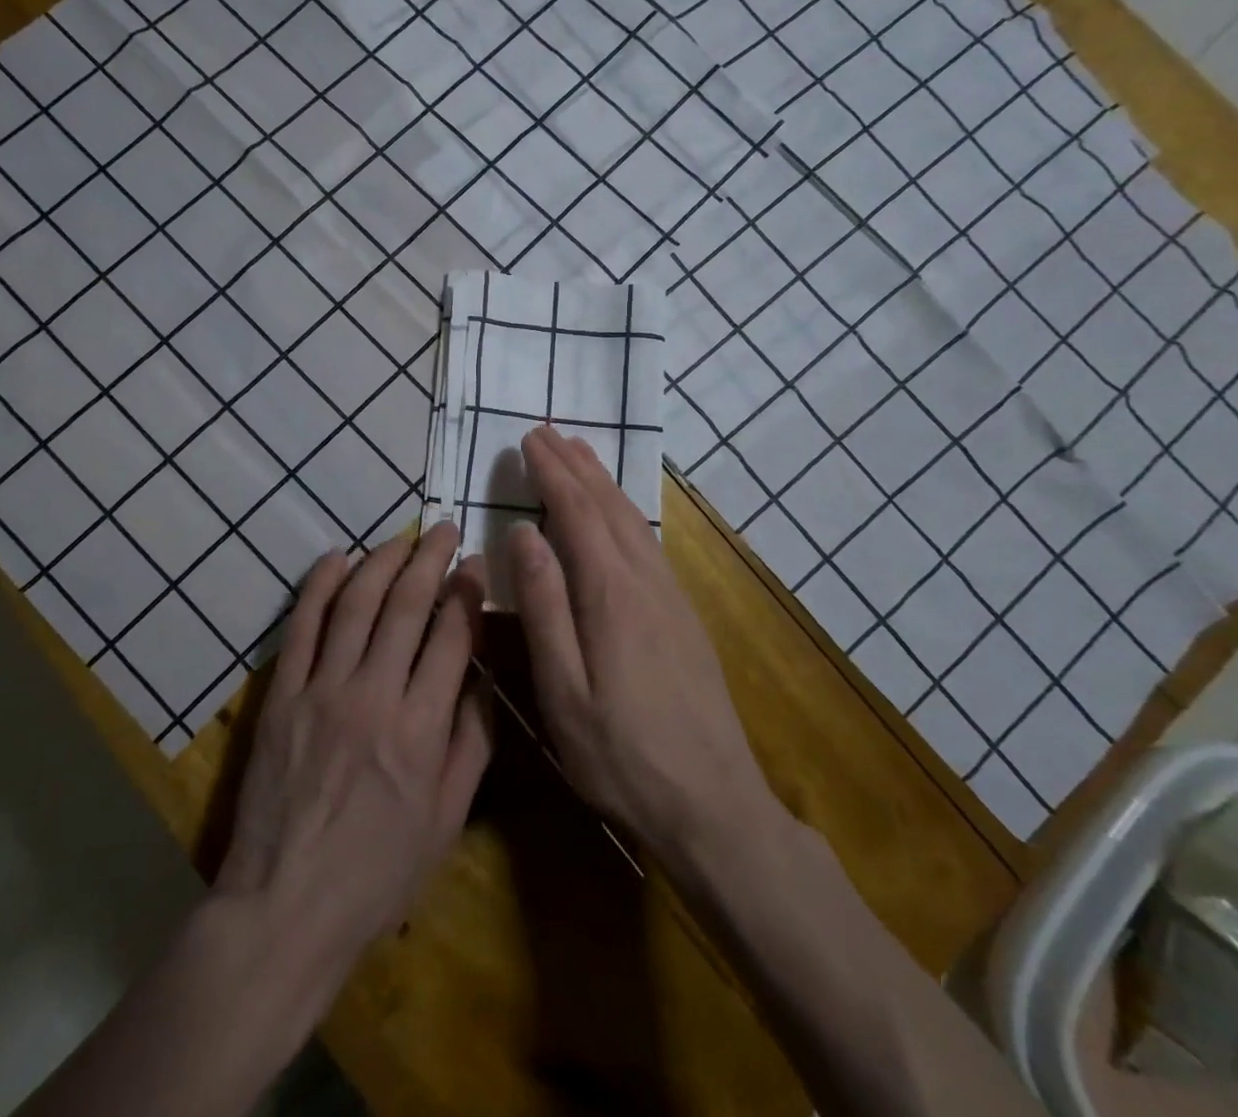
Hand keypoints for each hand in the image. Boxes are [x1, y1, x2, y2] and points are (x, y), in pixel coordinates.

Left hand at [214, 522, 493, 984]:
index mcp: (422, 729)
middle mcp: (374, 696)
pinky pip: (302, 626)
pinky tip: (337, 558)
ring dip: (382, 561)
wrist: (285, 906)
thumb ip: (472, 743)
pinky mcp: (282, 694)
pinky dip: (319, 586)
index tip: (475, 565)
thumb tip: (484, 679)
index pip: (452, 637)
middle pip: (407, 607)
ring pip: (357, 605)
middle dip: (431, 559)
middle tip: (445, 529)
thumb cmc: (377, 873)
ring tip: (402, 537)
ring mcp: (322, 690)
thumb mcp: (447, 820)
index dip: (467, 593)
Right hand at [509, 426, 777, 863]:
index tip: (529, 439)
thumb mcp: (563, 689)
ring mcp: (671, 597)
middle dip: (575, 464)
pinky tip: (619, 513)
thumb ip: (543, 606)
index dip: (552, 473)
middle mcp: (645, 581)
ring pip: (633, 520)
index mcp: (610, 593)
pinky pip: (649, 541)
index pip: (576, 513)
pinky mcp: (684, 615)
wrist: (713, 805)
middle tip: (548, 431)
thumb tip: (523, 534)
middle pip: (607, 506)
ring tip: (581, 452)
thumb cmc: (621, 755)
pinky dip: (626, 510)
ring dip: (603, 481)